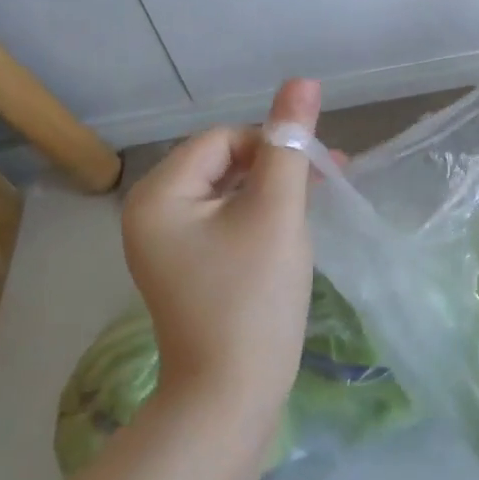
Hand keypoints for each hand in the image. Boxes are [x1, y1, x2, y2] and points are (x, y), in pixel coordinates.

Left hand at [120, 78, 321, 418]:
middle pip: (224, 162)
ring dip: (273, 191)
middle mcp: (152, 213)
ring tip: (316, 205)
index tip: (315, 174)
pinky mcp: (189, 268)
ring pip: (230, 192)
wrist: (232, 399)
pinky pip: (226, 222)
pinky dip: (260, 219)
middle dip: (276, 167)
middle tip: (325, 183)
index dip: (272, 145)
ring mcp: (168, 245)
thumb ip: (289, 145)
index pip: (223, 139)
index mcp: (159, 195)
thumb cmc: (252, 299)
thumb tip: (302, 80)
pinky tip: (291, 232)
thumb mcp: (276, 212)